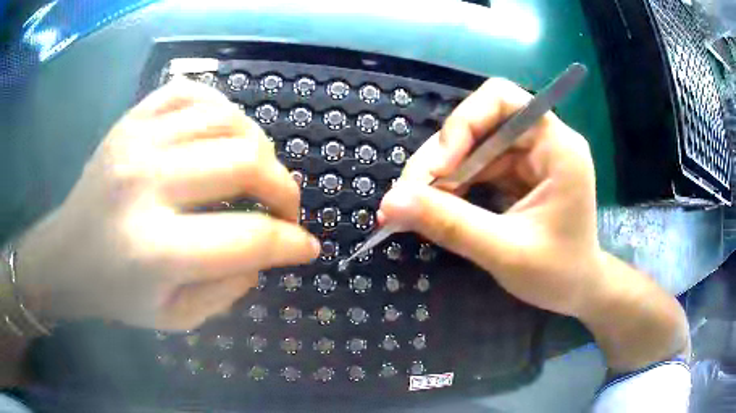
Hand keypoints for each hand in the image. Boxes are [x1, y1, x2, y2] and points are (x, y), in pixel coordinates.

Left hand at [15, 79, 318, 330]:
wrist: (67, 255)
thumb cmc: (117, 294)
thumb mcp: (177, 318)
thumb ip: (228, 290)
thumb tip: (265, 253)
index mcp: (155, 248)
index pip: (247, 238)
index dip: (290, 243)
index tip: (307, 247)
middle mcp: (145, 182)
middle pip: (243, 162)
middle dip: (284, 188)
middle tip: (286, 208)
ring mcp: (137, 140)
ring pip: (226, 120)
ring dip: (259, 146)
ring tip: (258, 171)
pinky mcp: (132, 120)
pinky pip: (192, 94)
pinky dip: (222, 109)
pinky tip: (224, 133)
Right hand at [380, 78, 601, 317]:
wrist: (577, 291)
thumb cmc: (558, 274)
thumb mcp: (505, 252)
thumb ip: (451, 224)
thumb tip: (390, 202)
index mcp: (557, 146)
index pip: (502, 100)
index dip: (463, 123)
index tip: (437, 169)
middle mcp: (542, 141)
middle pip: (478, 124)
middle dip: (440, 158)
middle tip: (406, 198)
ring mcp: (528, 157)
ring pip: (470, 147)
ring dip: (439, 175)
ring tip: (412, 208)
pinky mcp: (516, 174)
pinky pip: (474, 168)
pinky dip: (450, 187)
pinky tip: (434, 208)